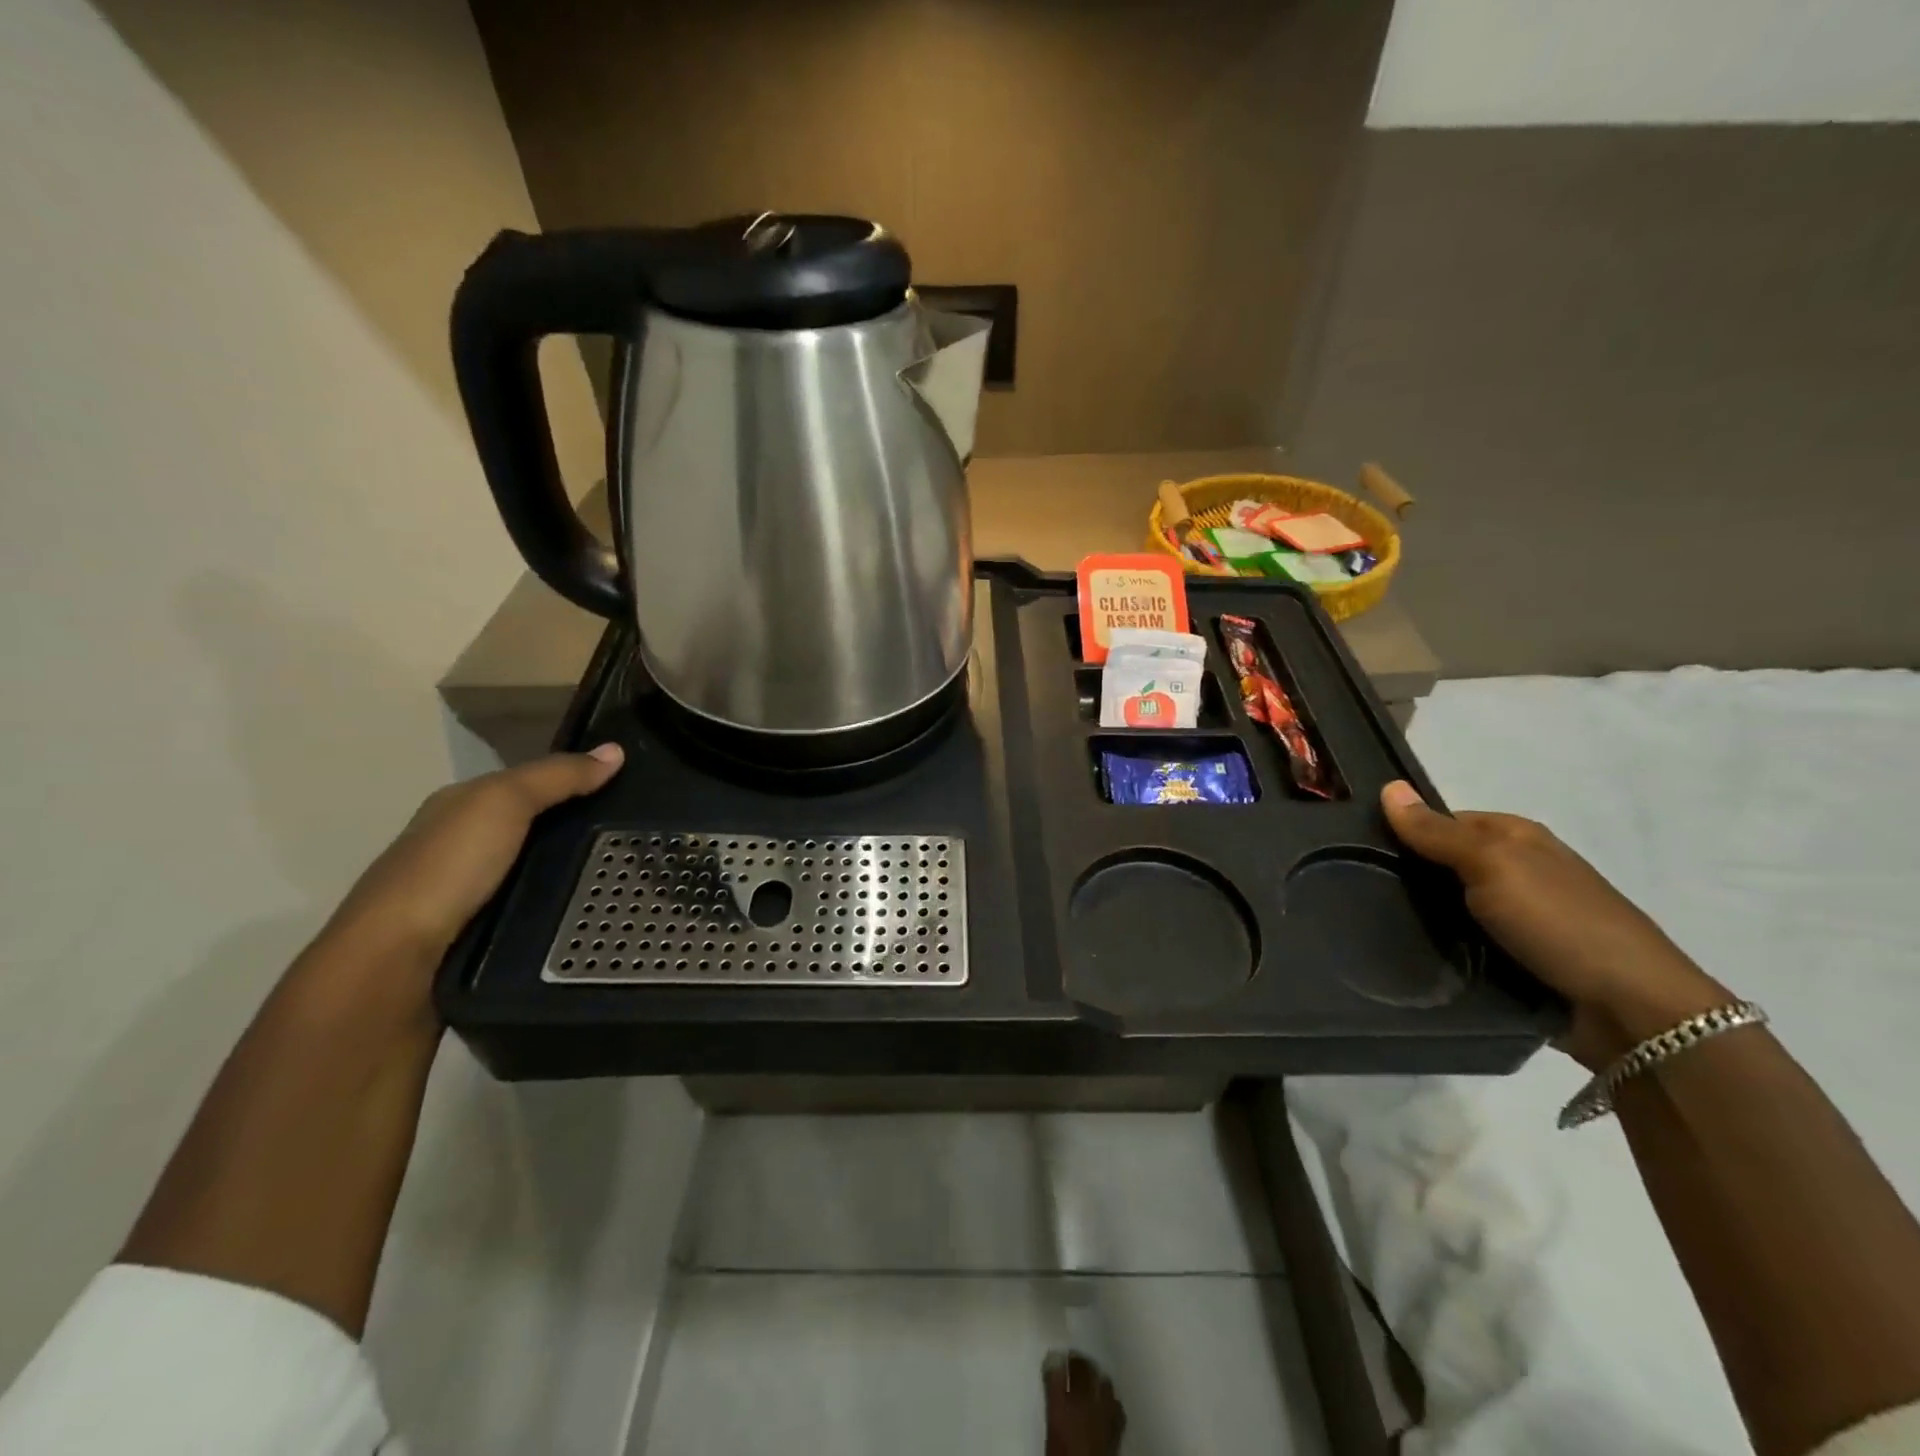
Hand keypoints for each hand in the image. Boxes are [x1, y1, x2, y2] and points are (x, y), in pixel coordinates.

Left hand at [317, 744, 624, 978]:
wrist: (396, 959)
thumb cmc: (449, 867)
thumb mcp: (505, 802)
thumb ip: (557, 777)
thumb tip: (615, 750)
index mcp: (460, 805)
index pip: (528, 783)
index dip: (574, 779)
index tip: (627, 786)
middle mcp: (461, 843)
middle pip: (533, 826)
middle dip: (579, 826)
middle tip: (636, 831)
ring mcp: (469, 890)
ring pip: (534, 867)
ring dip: (572, 868)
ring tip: (626, 872)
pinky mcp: (479, 930)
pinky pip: (532, 903)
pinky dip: (558, 901)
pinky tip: (588, 906)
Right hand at [1381, 780, 1730, 1069]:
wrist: (1632, 1011)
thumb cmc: (1559, 922)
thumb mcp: (1492, 865)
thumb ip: (1437, 832)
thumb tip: (1388, 787)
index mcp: (1517, 838)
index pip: (1443, 822)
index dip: (1404, 831)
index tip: (1359, 850)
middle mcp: (1520, 872)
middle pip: (1444, 865)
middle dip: (1408, 878)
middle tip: (1358, 890)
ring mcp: (1522, 919)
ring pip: (1451, 908)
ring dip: (1421, 917)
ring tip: (1371, 926)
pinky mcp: (1519, 960)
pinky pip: (1464, 944)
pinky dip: (1442, 948)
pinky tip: (1410, 955)